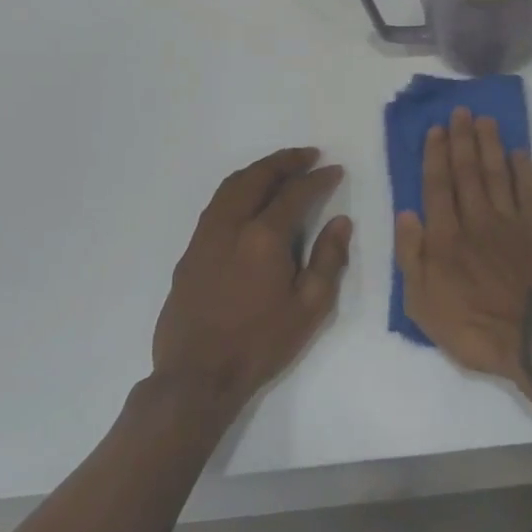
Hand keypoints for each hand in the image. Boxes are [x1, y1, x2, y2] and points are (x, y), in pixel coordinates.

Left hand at [153, 147, 351, 412]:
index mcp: (263, 237)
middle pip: (256, 177)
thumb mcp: (310, 307)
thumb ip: (328, 259)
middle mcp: (230, 226)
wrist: (197, 376)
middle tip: (308, 155)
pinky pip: (216, 206)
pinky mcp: (190, 253)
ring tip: (280, 168)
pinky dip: (237, 189)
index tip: (335, 170)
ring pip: (230, 187)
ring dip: (258, 171)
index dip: (318, 178)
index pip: (295, 193)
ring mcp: (205, 237)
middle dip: (284, 161)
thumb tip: (341, 222)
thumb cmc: (261, 343)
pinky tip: (249, 201)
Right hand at [395, 108, 531, 385]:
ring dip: (490, 145)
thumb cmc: (472, 329)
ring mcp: (510, 223)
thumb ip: (411, 256)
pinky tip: (519, 152)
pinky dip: (523, 170)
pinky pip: (529, 192)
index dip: (435, 156)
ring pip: (497, 174)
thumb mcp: (422, 305)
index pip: (437, 186)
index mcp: (445, 238)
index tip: (435, 130)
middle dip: (462, 139)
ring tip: (485, 120)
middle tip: (461, 112)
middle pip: (467, 172)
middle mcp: (476, 220)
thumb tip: (406, 213)